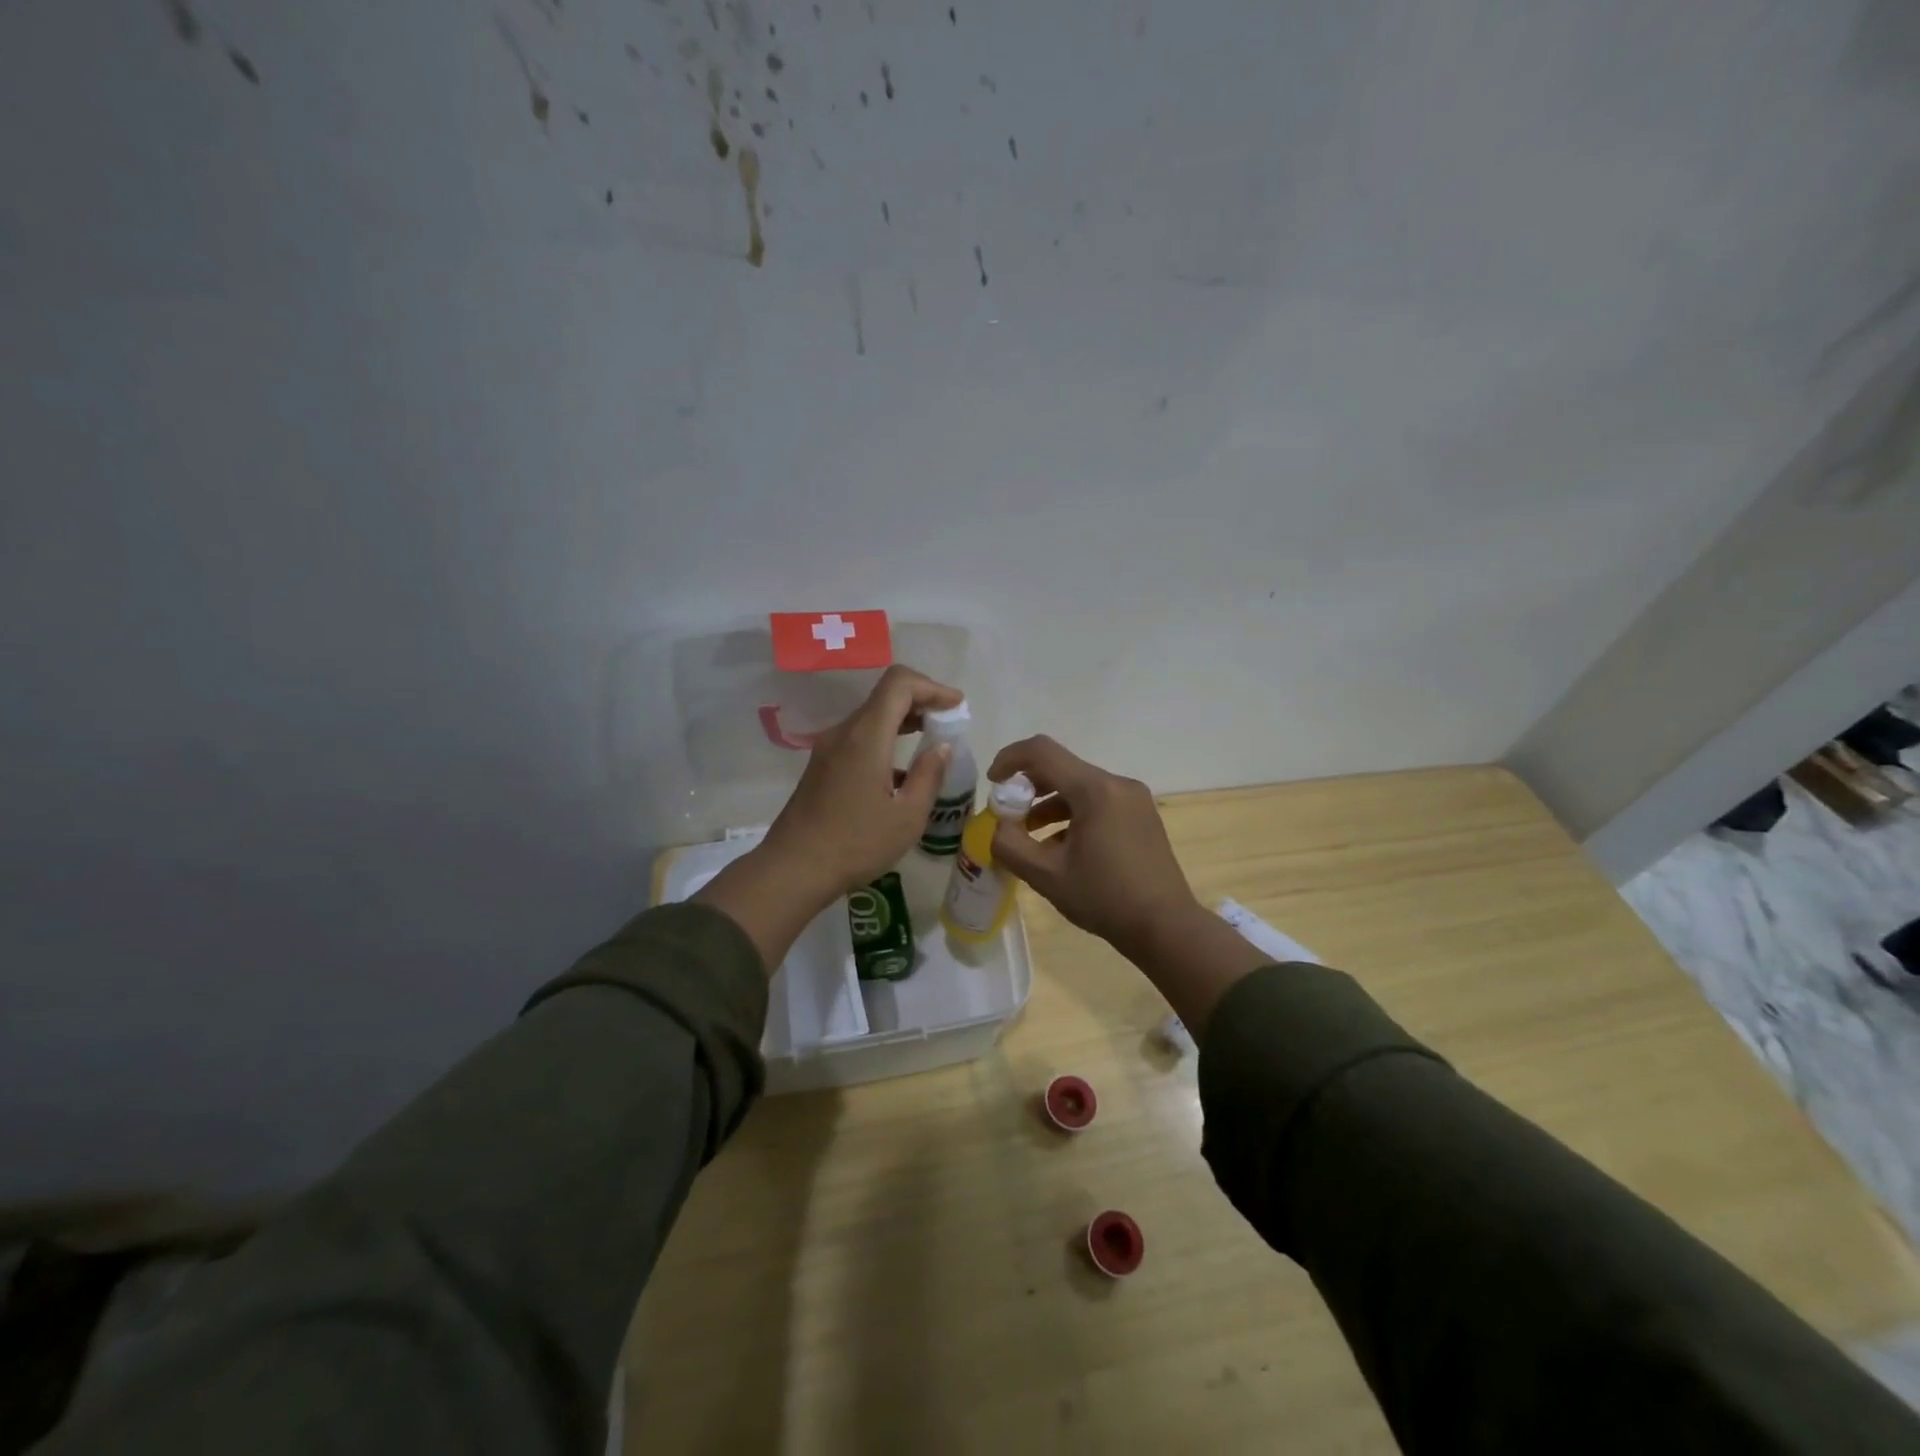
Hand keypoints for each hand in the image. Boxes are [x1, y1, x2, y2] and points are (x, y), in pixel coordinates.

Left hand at [763, 665, 962, 894]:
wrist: (793, 869)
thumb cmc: (856, 844)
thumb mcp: (907, 816)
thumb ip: (928, 775)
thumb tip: (941, 747)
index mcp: (866, 736)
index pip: (899, 683)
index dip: (932, 686)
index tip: (956, 706)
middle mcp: (844, 732)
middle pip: (885, 696)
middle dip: (921, 700)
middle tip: (948, 722)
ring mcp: (828, 748)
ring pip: (871, 716)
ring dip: (903, 720)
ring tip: (930, 742)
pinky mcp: (822, 766)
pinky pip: (859, 737)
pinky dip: (886, 738)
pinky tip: (900, 771)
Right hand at [985, 736, 1199, 957]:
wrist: (1166, 927)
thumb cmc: (1105, 898)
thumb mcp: (1046, 875)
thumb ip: (1010, 845)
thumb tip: (997, 827)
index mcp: (1095, 790)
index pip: (1042, 752)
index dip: (1009, 759)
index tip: (992, 784)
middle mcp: (1117, 784)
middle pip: (1061, 768)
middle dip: (1027, 787)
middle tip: (1007, 816)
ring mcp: (1133, 799)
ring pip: (1079, 787)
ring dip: (1048, 804)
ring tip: (1028, 837)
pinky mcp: (1141, 816)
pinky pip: (1098, 802)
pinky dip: (1072, 815)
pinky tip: (1060, 848)